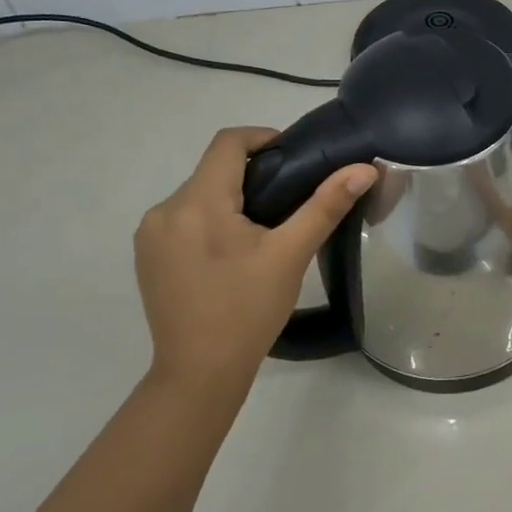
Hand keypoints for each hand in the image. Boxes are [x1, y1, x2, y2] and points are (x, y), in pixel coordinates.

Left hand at [134, 127, 375, 401]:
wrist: (199, 373)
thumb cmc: (248, 311)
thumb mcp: (291, 255)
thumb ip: (326, 206)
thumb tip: (364, 169)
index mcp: (197, 203)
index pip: (228, 143)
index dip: (263, 138)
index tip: (295, 157)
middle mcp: (164, 210)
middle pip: (213, 170)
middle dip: (252, 176)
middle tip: (290, 202)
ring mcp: (149, 235)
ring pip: (198, 195)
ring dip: (231, 200)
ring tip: (264, 230)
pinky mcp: (147, 256)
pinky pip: (183, 219)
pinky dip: (210, 221)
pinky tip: (232, 253)